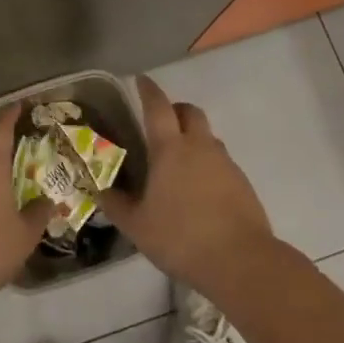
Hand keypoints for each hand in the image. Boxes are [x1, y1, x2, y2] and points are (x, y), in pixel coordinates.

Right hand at [96, 75, 276, 299]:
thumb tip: (100, 191)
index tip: (141, 80)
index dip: (148, 90)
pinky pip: (220, 160)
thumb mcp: (137, 226)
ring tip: (178, 161)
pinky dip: (207, 163)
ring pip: (207, 136)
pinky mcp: (242, 182)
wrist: (241, 262)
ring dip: (193, 137)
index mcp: (170, 149)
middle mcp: (199, 147)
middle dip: (175, 109)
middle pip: (190, 112)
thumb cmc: (181, 238)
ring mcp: (225, 163)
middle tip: (161, 122)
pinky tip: (198, 189)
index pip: (158, 107)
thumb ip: (116, 205)